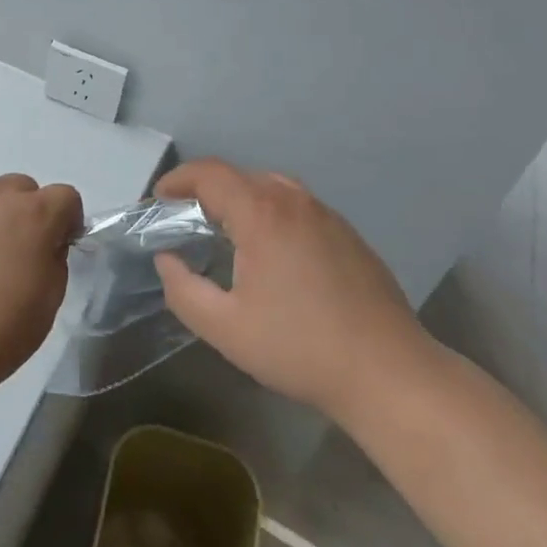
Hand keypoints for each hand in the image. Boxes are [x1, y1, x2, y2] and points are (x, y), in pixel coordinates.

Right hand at [154, 160, 439, 425]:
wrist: (388, 372)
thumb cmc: (299, 348)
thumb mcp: (225, 328)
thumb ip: (183, 290)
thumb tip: (167, 260)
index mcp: (261, 213)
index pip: (210, 173)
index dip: (178, 180)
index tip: (158, 200)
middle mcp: (294, 200)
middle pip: (240, 176)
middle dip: (206, 191)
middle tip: (186, 222)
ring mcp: (326, 214)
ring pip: (271, 188)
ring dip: (240, 200)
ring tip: (226, 233)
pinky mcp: (347, 233)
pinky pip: (297, 207)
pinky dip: (271, 214)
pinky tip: (273, 253)